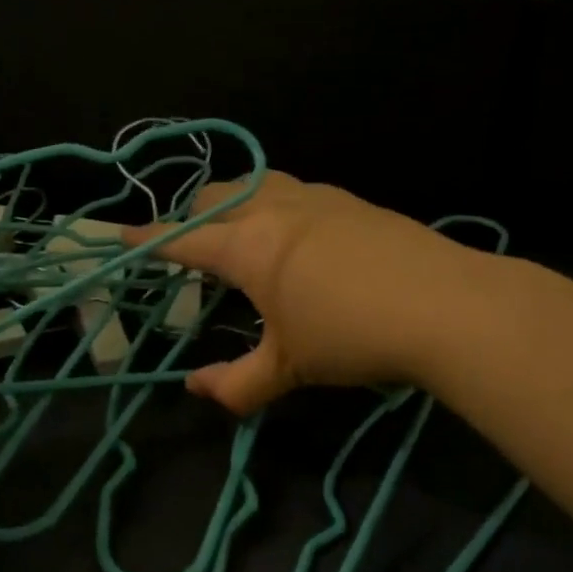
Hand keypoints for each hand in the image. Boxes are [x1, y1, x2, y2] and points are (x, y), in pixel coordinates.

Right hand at [130, 172, 476, 414]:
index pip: (182, 239)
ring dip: (234, 201)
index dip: (148, 241)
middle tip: (188, 244)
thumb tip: (195, 389)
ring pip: (256, 183)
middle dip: (190, 214)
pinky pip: (296, 191)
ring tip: (239, 231)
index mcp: (247, 245)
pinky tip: (296, 235)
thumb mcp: (288, 367)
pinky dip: (274, 204)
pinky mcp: (352, 201)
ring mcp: (317, 198)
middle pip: (214, 195)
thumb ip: (236, 383)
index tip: (123, 237)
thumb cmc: (353, 336)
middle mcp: (274, 208)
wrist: (449, 305)